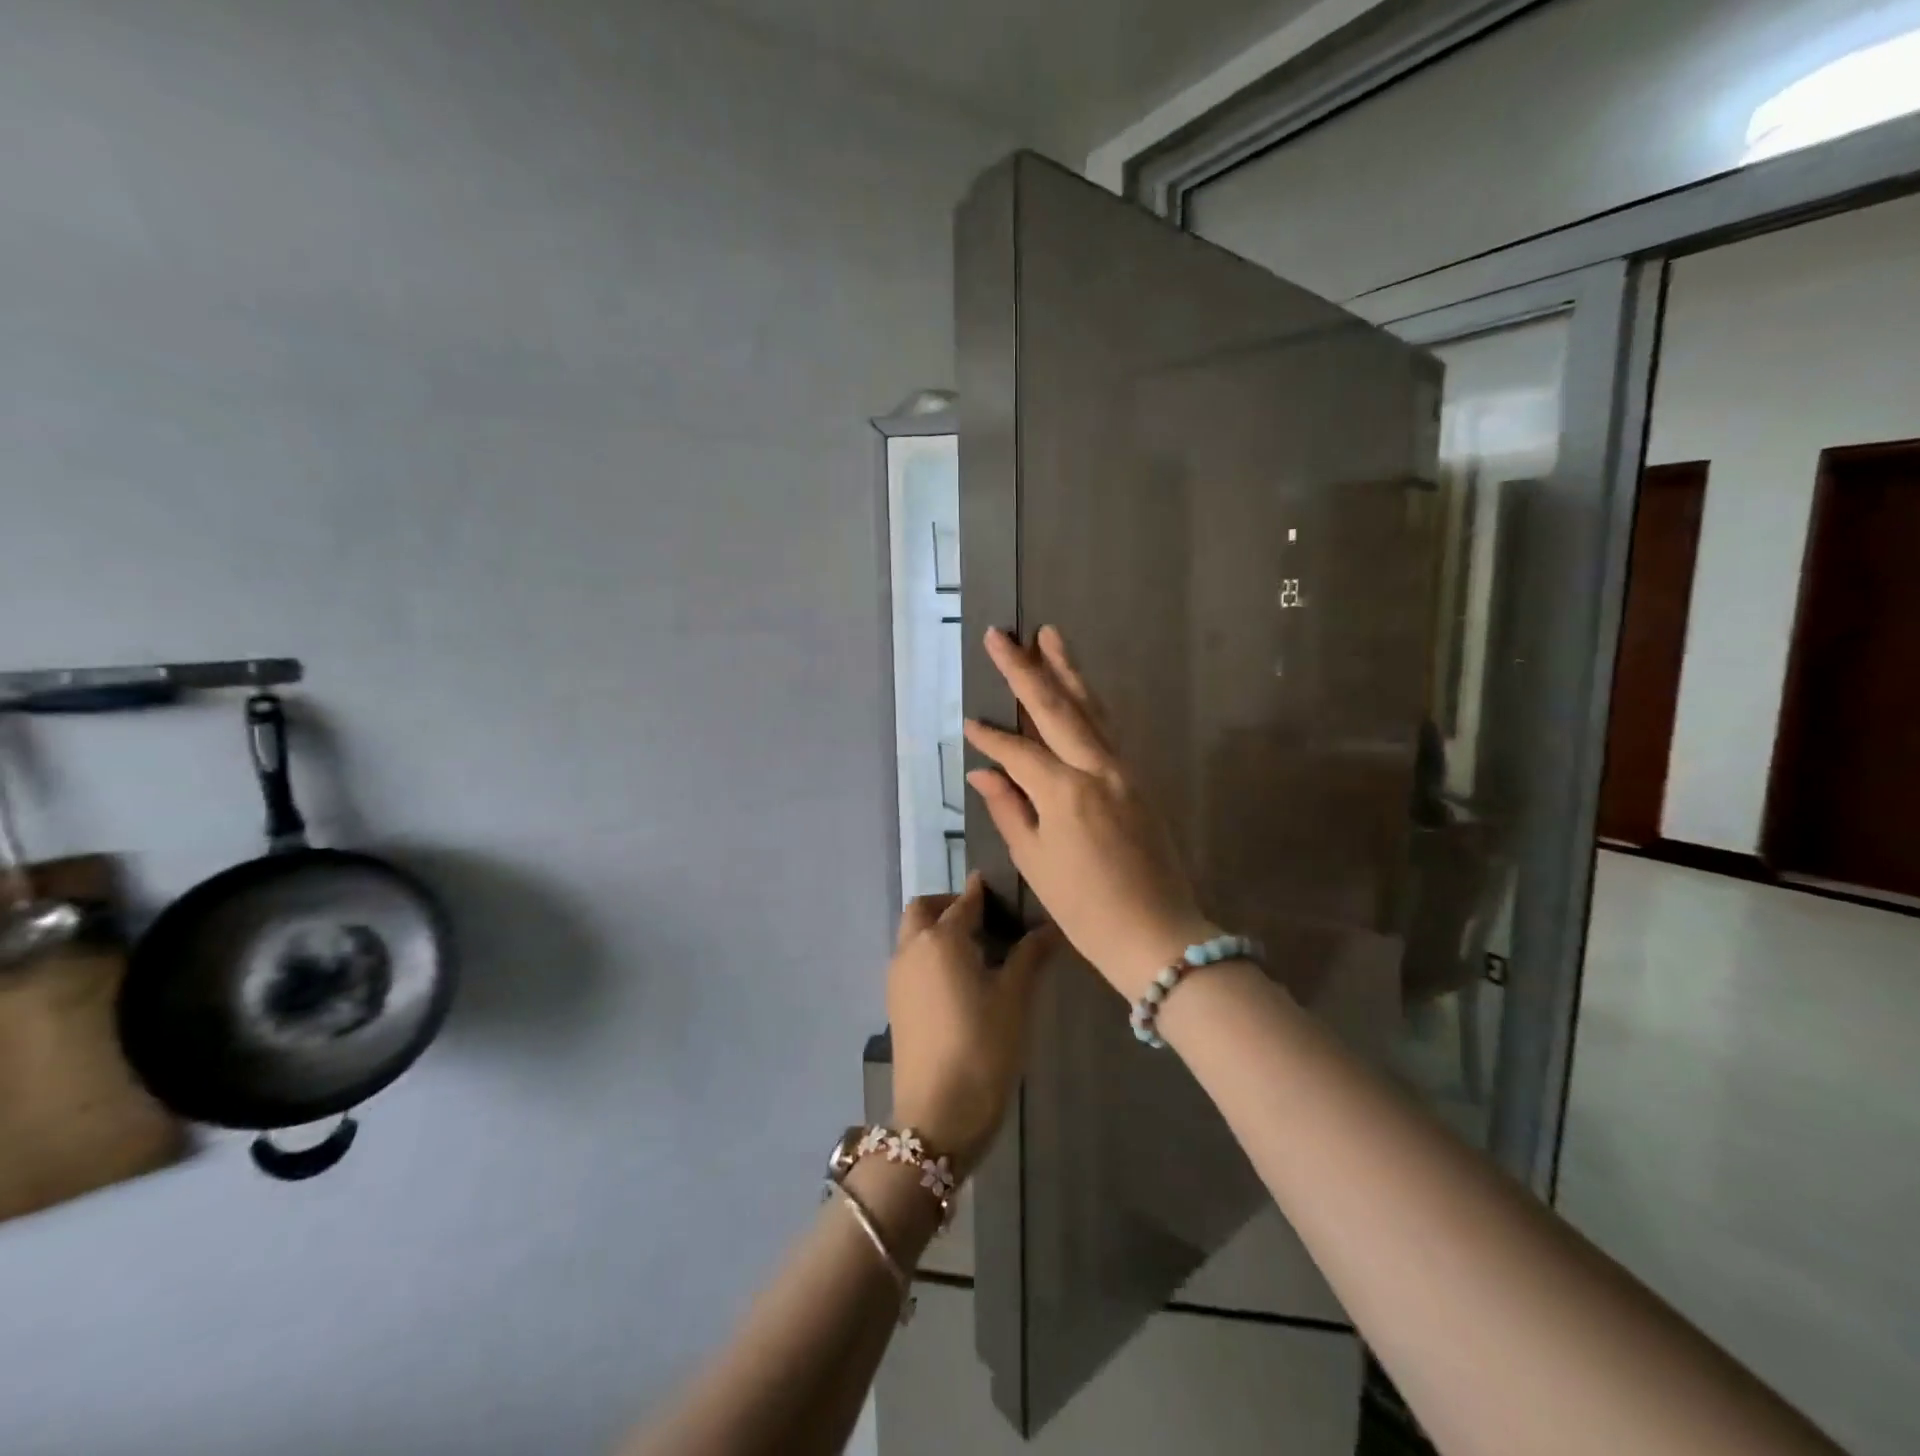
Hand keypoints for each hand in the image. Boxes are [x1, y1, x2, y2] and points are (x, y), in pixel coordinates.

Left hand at [887, 876, 1056, 1175]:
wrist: (937, 1115)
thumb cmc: (982, 1047)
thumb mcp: (1014, 999)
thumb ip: (1030, 956)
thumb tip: (1049, 927)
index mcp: (941, 939)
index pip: (964, 901)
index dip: (983, 891)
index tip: (1002, 886)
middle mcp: (912, 948)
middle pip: (924, 909)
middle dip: (950, 904)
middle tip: (985, 919)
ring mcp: (897, 976)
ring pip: (913, 934)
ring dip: (937, 928)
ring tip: (977, 949)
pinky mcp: (895, 1002)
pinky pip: (910, 959)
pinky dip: (929, 953)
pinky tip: (960, 978)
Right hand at [964, 626, 1213, 1002]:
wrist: (1158, 934)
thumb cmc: (1086, 908)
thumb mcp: (1036, 862)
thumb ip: (1008, 809)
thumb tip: (983, 771)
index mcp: (1066, 792)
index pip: (1019, 751)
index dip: (991, 737)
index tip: (968, 722)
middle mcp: (1097, 769)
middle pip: (1058, 708)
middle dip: (1027, 669)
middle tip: (1004, 634)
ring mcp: (1124, 771)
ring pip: (1091, 709)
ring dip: (1068, 671)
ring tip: (1049, 636)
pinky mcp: (1138, 780)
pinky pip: (1108, 730)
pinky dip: (1089, 704)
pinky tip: (1078, 690)